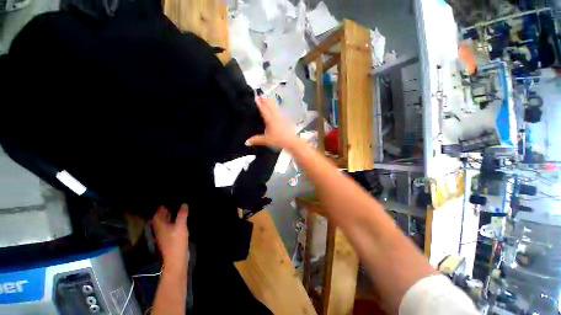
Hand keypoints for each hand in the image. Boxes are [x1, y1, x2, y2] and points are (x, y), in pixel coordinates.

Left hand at [152, 204, 188, 272]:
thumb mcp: (181, 225)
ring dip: (167, 218)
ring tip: (174, 212)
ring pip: (164, 225)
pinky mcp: (169, 240)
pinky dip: (171, 224)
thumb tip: (184, 204)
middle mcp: (160, 230)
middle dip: (163, 213)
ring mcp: (164, 236)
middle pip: (159, 220)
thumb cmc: (176, 241)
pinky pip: (168, 229)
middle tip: (170, 206)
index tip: (165, 203)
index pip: (157, 216)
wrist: (176, 258)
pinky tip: (177, 223)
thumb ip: (182, 214)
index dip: (160, 209)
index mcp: (160, 226)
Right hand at [245, 97, 298, 148]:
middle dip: (265, 100)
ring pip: (276, 108)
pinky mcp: (286, 120)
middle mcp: (276, 116)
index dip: (259, 103)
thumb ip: (256, 140)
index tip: (256, 97)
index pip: (264, 109)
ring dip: (272, 103)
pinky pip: (280, 112)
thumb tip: (246, 142)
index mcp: (270, 120)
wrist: (291, 141)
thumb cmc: (278, 140)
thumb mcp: (266, 140)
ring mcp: (282, 117)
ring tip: (269, 98)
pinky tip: (278, 110)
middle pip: (270, 106)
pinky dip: (277, 109)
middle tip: (262, 94)